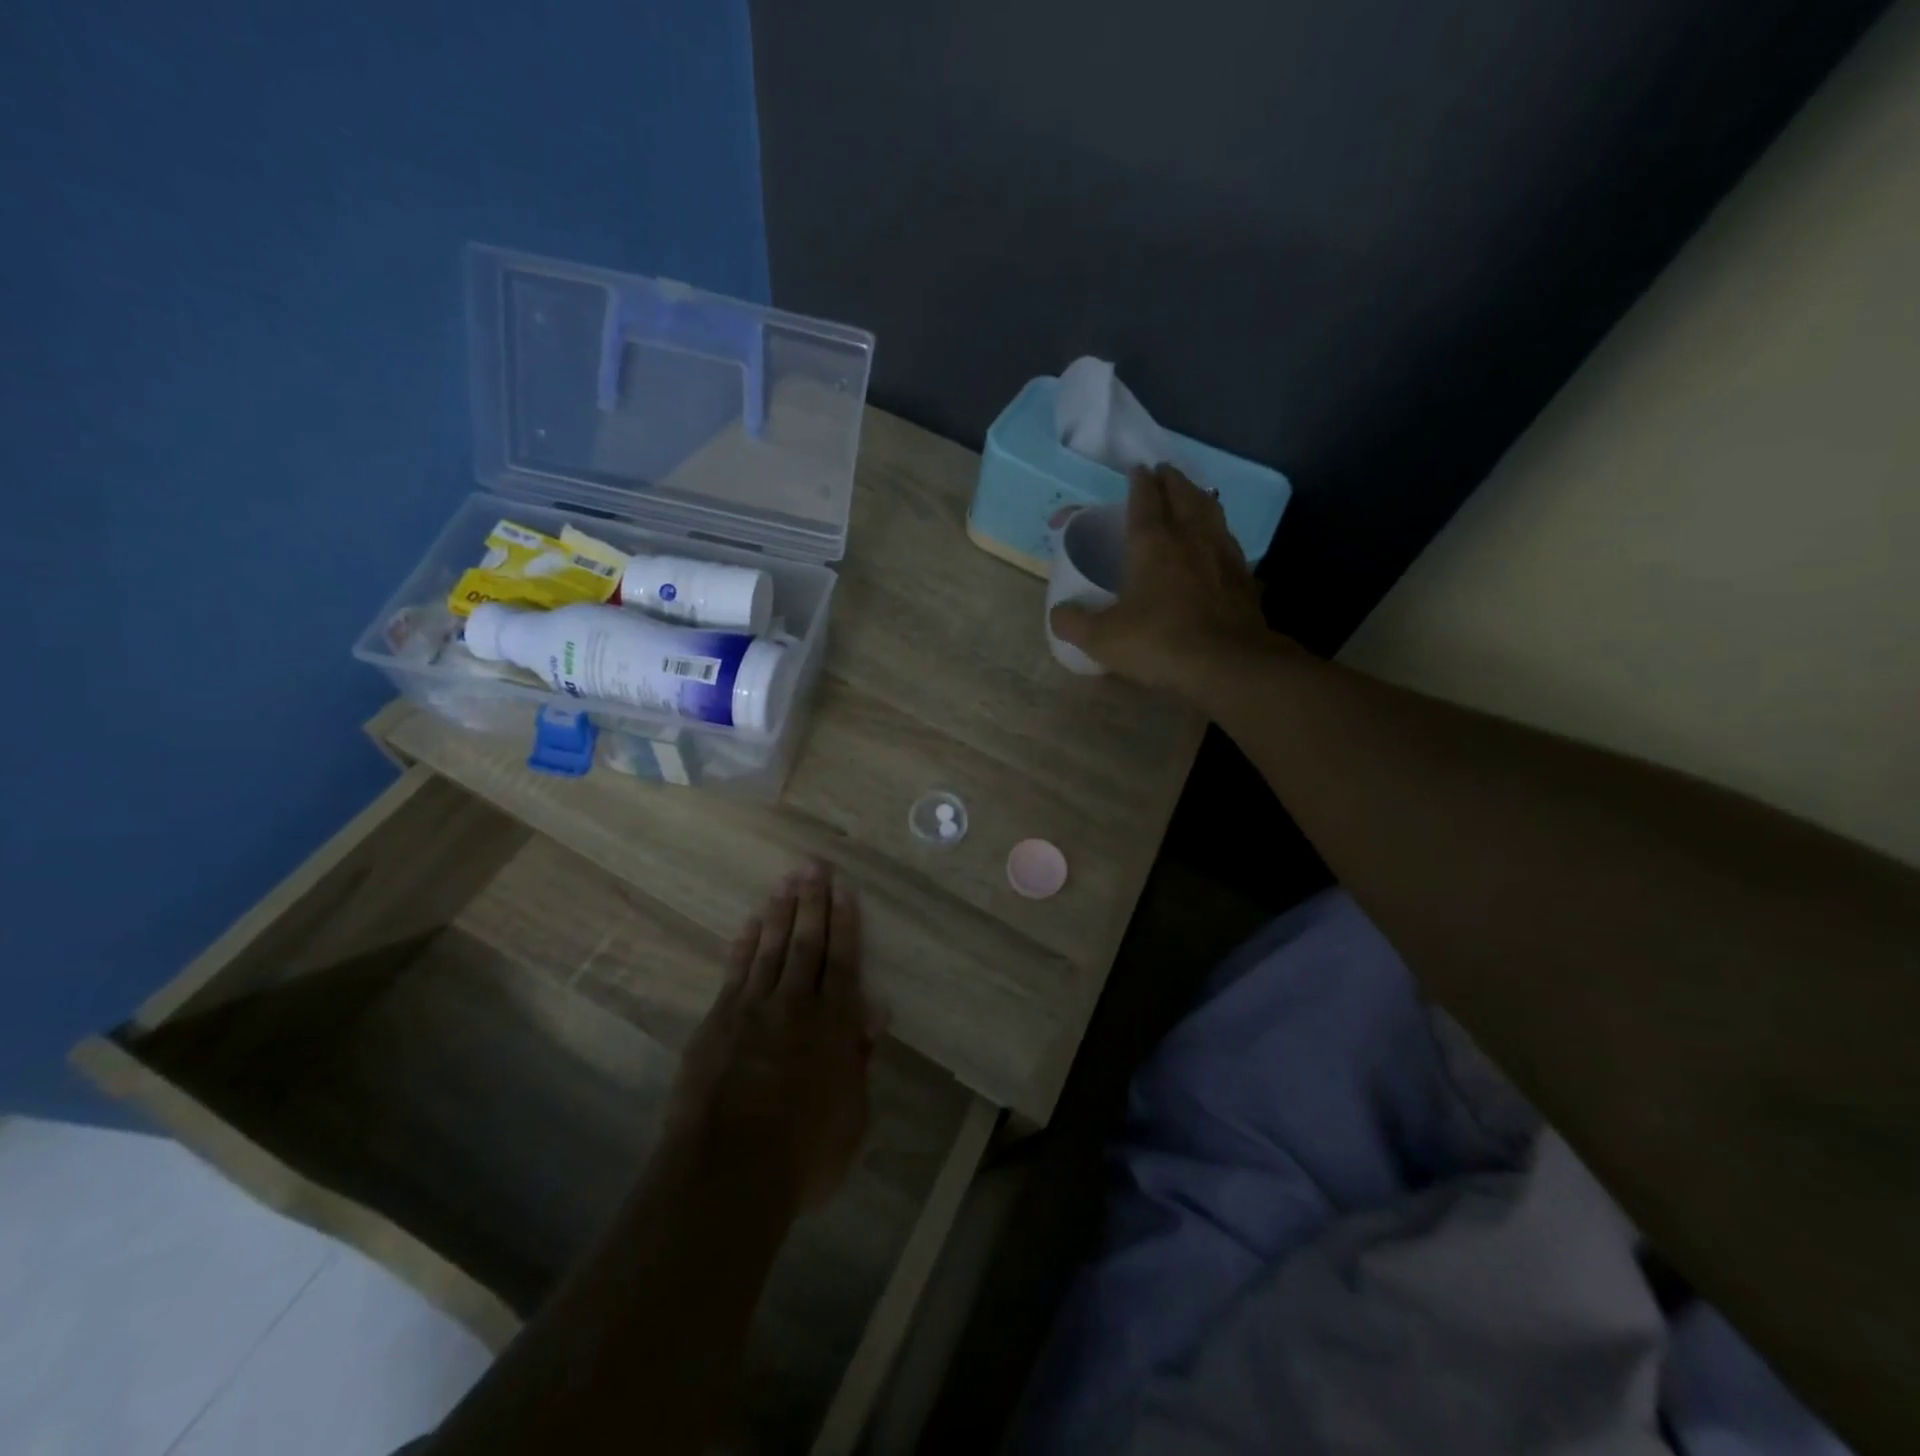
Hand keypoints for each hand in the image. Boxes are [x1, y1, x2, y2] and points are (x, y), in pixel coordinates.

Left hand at [665, 863, 877, 1208]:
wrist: (729, 1172)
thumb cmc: (803, 1153)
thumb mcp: (852, 1116)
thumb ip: (859, 1060)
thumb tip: (873, 1014)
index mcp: (834, 1025)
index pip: (843, 961)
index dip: (844, 923)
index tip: (843, 889)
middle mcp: (795, 1005)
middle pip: (807, 943)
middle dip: (812, 902)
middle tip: (813, 866)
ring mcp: (752, 1009)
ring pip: (771, 948)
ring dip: (780, 913)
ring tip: (786, 881)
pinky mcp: (718, 1022)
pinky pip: (736, 972)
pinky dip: (745, 945)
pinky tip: (751, 924)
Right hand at [1049, 463, 1272, 694]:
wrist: (1226, 663)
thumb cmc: (1159, 642)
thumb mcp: (1102, 639)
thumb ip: (1073, 623)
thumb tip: (1058, 613)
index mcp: (1152, 543)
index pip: (1144, 499)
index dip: (1138, 482)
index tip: (1135, 470)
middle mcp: (1189, 537)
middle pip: (1182, 495)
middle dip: (1171, 480)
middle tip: (1163, 473)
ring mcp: (1222, 554)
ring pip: (1211, 511)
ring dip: (1198, 497)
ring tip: (1193, 495)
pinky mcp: (1243, 577)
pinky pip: (1229, 540)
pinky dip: (1219, 531)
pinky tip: (1218, 540)